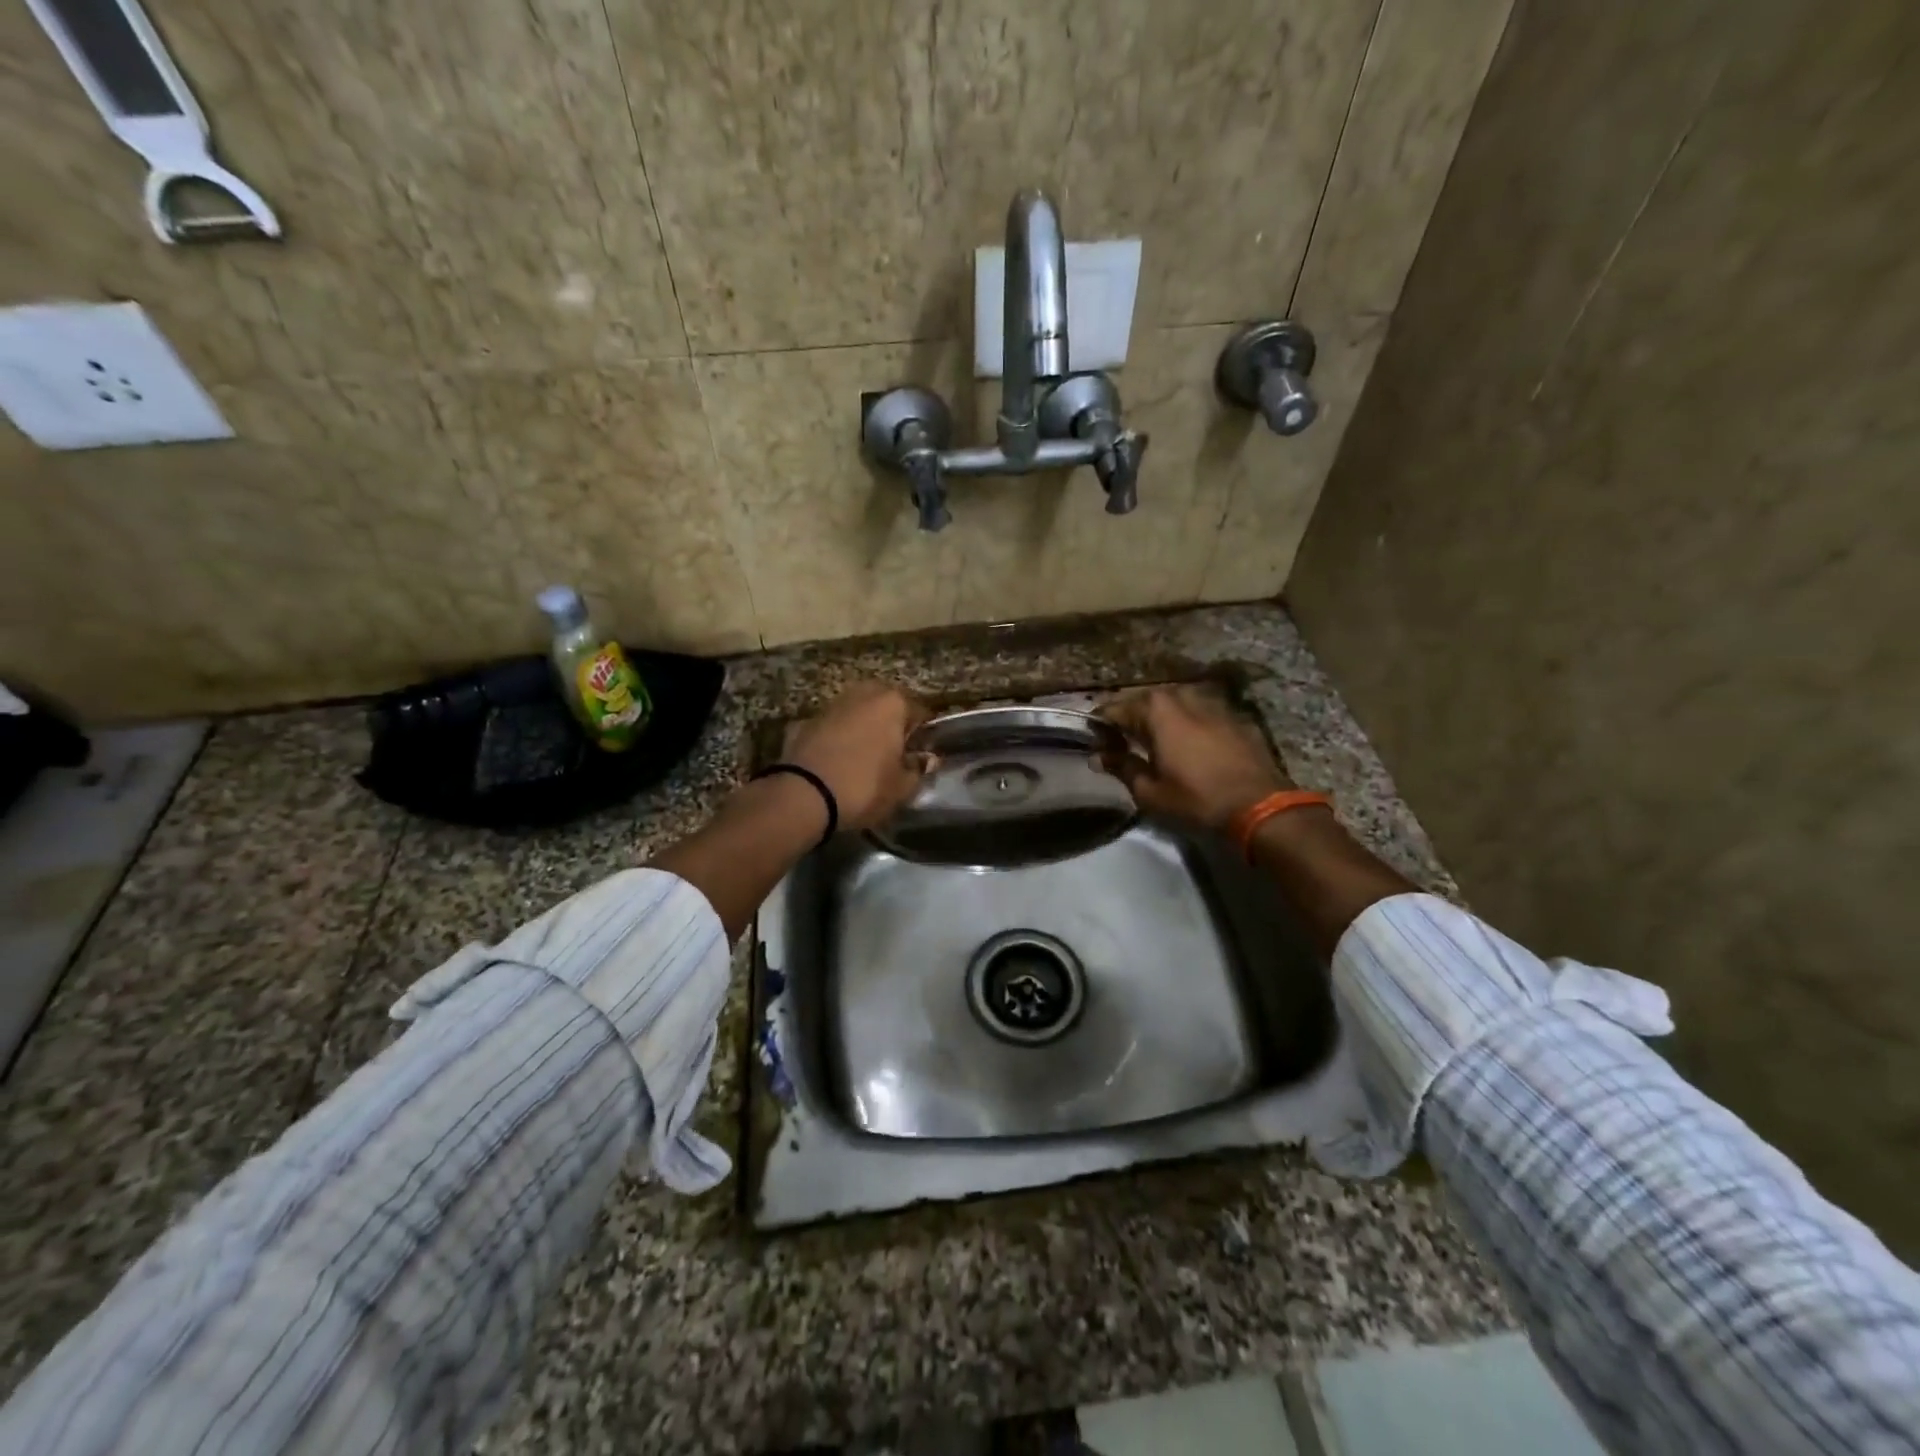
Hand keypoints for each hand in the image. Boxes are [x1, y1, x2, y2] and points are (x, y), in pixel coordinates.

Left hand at [782, 682, 935, 831]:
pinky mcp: (805, 721)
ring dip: (863, 728)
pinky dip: (838, 739)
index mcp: (893, 703)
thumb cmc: (864, 787)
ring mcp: (831, 705)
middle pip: (886, 706)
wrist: (803, 795)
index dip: (923, 735)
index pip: (920, 712)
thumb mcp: (901, 787)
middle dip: (891, 725)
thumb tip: (926, 759)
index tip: (921, 754)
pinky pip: (833, 728)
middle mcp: (863, 694)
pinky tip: (837, 762)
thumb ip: (918, 769)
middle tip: (894, 754)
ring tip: (864, 758)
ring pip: (857, 713)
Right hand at [1097, 684, 1290, 828]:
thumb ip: (1121, 767)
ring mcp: (1214, 704)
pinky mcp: (1237, 718)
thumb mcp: (1149, 791)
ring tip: (1155, 741)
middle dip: (1131, 718)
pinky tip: (1190, 745)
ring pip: (1177, 704)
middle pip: (1147, 702)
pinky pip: (1203, 714)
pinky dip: (1190, 724)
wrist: (1260, 806)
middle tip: (1121, 741)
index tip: (1095, 743)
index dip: (1101, 726)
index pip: (1116, 709)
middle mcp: (1183, 696)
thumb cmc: (1196, 799)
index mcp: (1157, 710)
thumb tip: (1099, 756)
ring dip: (1162, 719)